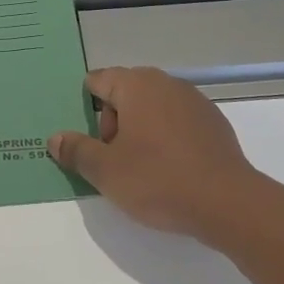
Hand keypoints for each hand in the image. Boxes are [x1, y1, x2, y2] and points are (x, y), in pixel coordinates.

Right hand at [48, 66, 269, 242]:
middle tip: (114, 160)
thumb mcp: (106, 171)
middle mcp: (165, 82)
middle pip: (125, 93)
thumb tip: (56, 138)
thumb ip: (77, 151)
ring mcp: (193, 100)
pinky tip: (171, 169)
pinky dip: (167, 138)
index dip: (87, 107)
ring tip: (142, 169)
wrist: (227, 202)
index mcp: (136, 85)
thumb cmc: (158, 180)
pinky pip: (177, 121)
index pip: (98, 81)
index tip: (88, 140)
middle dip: (113, 123)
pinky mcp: (213, 121)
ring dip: (140, 130)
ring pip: (152, 107)